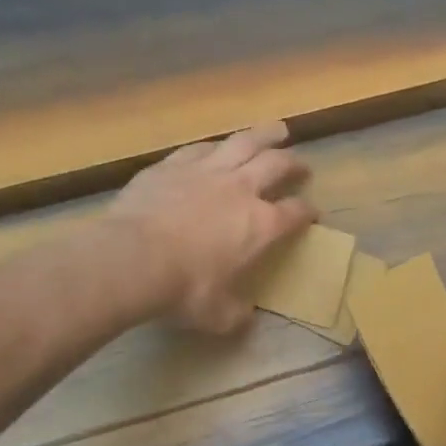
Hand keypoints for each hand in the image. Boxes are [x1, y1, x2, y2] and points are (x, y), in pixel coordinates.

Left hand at [109, 121, 316, 332]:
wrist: (133, 260)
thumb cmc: (184, 290)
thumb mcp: (218, 315)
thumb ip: (236, 312)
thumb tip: (244, 315)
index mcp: (262, 226)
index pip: (295, 213)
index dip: (307, 212)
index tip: (312, 213)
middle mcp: (241, 190)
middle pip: (277, 165)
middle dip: (294, 164)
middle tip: (301, 165)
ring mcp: (206, 172)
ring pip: (244, 142)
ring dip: (265, 135)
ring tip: (278, 130)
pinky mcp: (172, 165)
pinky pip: (201, 148)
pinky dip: (217, 146)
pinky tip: (218, 146)